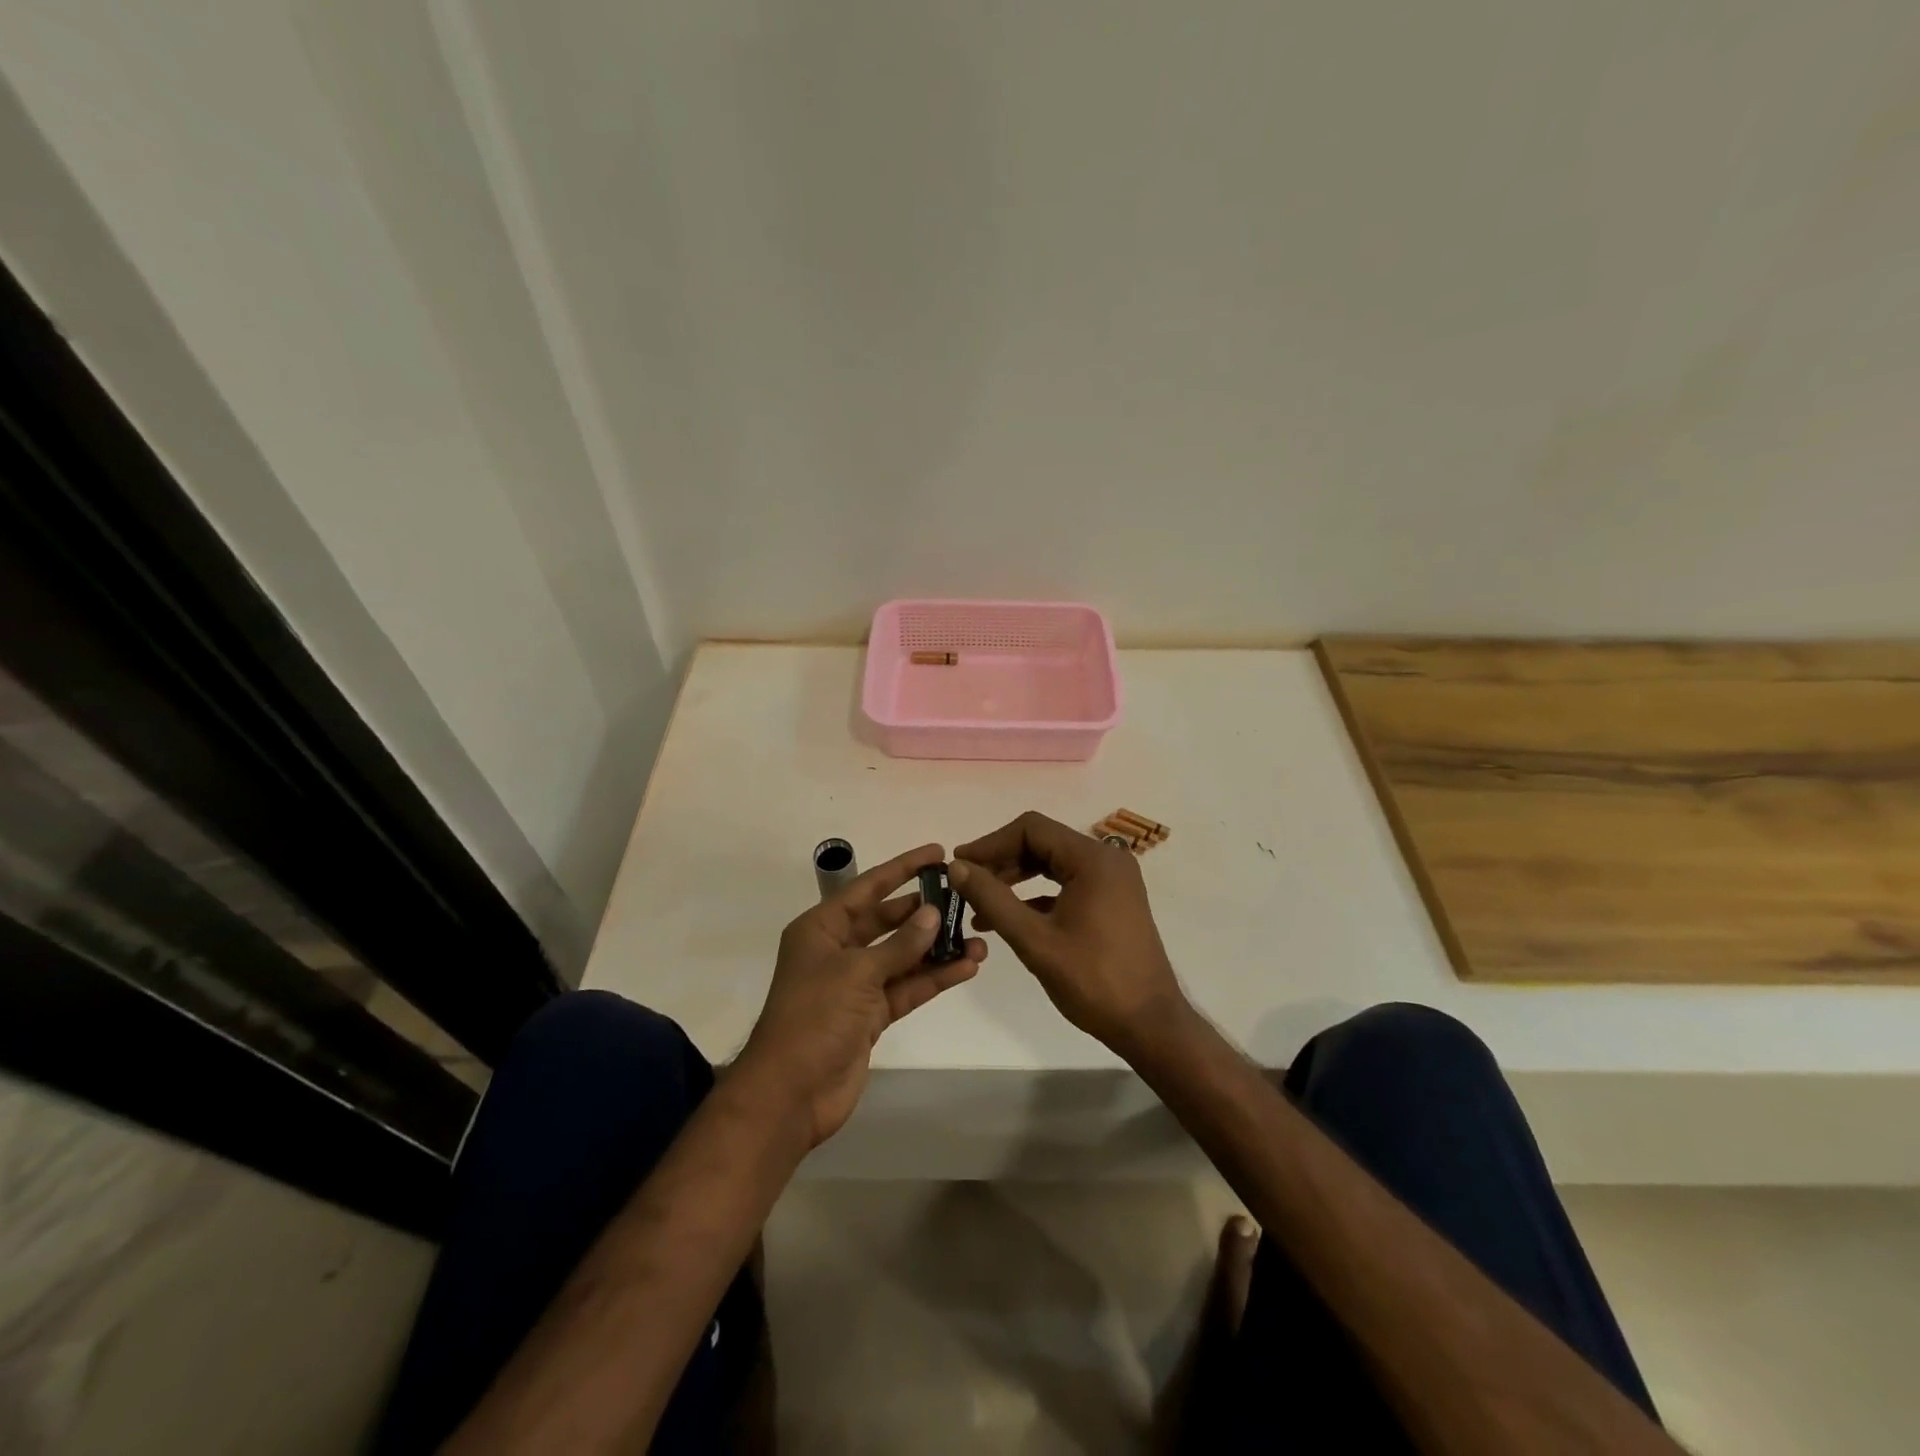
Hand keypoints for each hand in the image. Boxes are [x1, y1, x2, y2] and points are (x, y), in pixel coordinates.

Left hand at [736, 843, 986, 1148]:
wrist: (791, 1094)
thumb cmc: (814, 1017)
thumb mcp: (857, 972)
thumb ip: (900, 944)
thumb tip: (934, 913)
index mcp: (821, 929)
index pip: (868, 888)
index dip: (902, 868)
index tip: (937, 852)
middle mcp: (838, 950)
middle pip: (888, 921)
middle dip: (924, 911)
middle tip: (964, 898)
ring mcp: (856, 985)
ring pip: (903, 957)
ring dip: (937, 949)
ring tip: (979, 939)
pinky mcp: (871, 1016)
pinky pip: (907, 988)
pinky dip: (934, 978)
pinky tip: (966, 968)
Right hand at [951, 811, 1187, 1059]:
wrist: (1150, 1024)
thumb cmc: (1093, 981)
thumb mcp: (1035, 940)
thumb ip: (993, 899)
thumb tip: (956, 867)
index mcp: (1092, 859)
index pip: (1031, 829)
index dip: (990, 843)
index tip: (959, 865)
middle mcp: (1106, 859)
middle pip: (1042, 842)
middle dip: (1001, 861)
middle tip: (965, 884)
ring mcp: (1112, 879)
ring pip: (1052, 863)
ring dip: (1015, 878)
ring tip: (979, 904)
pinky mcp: (1112, 900)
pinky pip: (1066, 883)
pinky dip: (1036, 894)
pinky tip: (1008, 919)